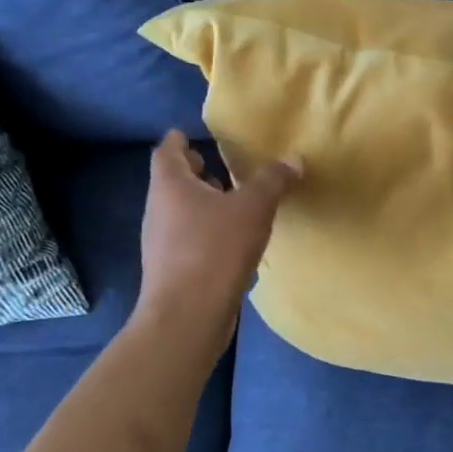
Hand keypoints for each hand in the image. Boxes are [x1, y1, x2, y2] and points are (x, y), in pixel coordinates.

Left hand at [136, 131, 299, 333]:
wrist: (188, 316)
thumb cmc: (215, 249)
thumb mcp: (254, 207)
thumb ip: (273, 180)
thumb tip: (293, 159)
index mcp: (171, 186)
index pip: (167, 151)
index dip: (179, 141)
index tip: (190, 134)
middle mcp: (159, 210)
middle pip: (173, 183)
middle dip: (196, 173)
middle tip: (221, 166)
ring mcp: (162, 243)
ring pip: (181, 213)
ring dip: (204, 204)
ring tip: (234, 202)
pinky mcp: (172, 270)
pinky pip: (189, 239)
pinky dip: (208, 232)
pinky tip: (234, 242)